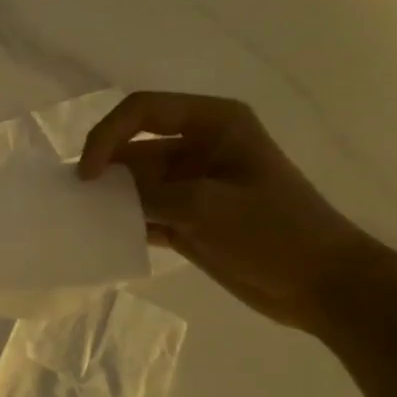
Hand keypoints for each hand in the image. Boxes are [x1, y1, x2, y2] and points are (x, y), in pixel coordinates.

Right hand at [79, 93, 374, 332]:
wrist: (323, 285)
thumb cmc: (275, 231)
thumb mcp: (207, 206)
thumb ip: (149, 195)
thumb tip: (101, 195)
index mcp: (214, 123)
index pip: (142, 110)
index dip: (107, 135)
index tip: (89, 175)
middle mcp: (199, 146)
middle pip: (134, 146)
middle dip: (104, 168)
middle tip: (72, 199)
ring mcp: (192, 184)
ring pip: (136, 182)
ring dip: (111, 198)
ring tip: (81, 220)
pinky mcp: (189, 218)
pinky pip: (145, 213)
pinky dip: (125, 223)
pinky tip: (104, 239)